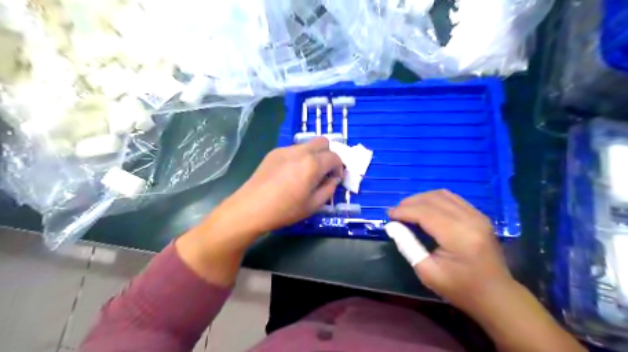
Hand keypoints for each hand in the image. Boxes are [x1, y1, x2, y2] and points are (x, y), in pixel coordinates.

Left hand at [217, 136, 343, 235]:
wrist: (251, 208)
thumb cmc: (285, 210)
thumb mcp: (313, 205)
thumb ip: (329, 190)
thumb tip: (333, 179)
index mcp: (313, 164)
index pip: (335, 156)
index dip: (339, 167)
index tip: (334, 179)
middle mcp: (300, 151)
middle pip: (323, 141)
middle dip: (328, 154)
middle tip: (324, 171)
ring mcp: (285, 150)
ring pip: (307, 144)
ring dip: (313, 155)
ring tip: (306, 174)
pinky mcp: (273, 153)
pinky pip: (293, 150)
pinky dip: (299, 157)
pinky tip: (290, 174)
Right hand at [388, 190, 514, 312]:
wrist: (496, 295)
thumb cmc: (460, 288)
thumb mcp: (427, 272)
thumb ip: (408, 246)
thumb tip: (392, 226)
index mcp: (458, 236)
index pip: (425, 213)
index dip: (404, 211)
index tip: (388, 215)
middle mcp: (470, 220)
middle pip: (433, 199)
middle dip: (410, 202)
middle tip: (395, 212)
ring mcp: (477, 215)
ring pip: (442, 194)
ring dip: (421, 199)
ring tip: (407, 209)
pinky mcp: (479, 215)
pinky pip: (452, 198)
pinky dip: (434, 199)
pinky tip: (425, 208)